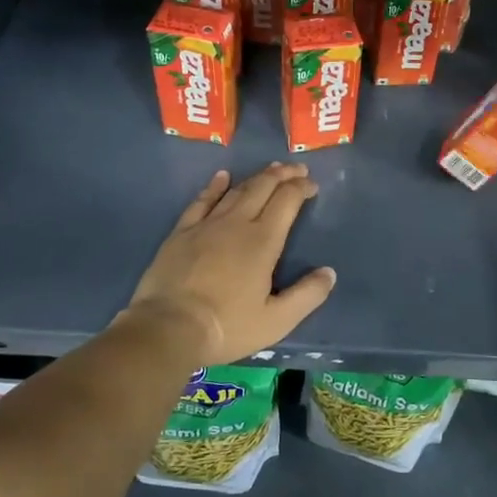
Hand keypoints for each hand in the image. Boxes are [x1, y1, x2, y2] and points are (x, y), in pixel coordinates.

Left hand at [127, 164, 336, 365]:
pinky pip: (202, 201)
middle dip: (283, 174)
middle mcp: (237, 223)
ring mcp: (207, 225)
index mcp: (263, 241)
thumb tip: (329, 273)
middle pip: (263, 187)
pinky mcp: (181, 232)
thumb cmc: (227, 326)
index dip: (302, 188)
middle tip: (297, 168)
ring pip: (236, 191)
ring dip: (256, 177)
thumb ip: (307, 295)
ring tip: (270, 170)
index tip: (313, 185)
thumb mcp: (276, 320)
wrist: (167, 328)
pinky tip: (222, 177)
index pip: (287, 201)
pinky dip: (215, 186)